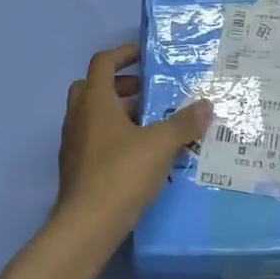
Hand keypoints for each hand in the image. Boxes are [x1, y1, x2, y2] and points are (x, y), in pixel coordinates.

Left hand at [56, 43, 210, 235]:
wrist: (87, 224)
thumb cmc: (122, 172)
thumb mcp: (161, 144)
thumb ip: (184, 123)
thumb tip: (206, 105)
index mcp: (94, 100)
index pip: (103, 62)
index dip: (124, 54)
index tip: (146, 56)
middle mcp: (78, 116)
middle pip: (94, 87)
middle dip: (121, 85)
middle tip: (149, 93)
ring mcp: (73, 143)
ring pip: (93, 115)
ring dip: (119, 112)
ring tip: (151, 125)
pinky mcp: (76, 168)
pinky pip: (94, 140)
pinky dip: (114, 137)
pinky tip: (140, 155)